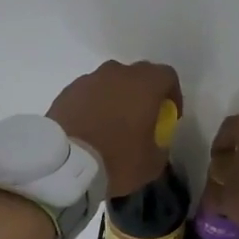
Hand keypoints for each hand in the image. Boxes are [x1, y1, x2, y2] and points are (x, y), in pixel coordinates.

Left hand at [48, 60, 183, 195]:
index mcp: (144, 85)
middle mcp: (117, 73)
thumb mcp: (152, 163)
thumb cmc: (117, 160)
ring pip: (110, 83)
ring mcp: (89, 80)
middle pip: (137, 76)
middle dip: (143, 94)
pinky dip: (93, 106)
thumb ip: (161, 146)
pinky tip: (90, 128)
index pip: (167, 76)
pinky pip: (88, 94)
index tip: (168, 116)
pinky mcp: (67, 92)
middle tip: (141, 119)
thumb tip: (156, 143)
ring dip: (116, 99)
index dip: (172, 95)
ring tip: (112, 125)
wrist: (65, 165)